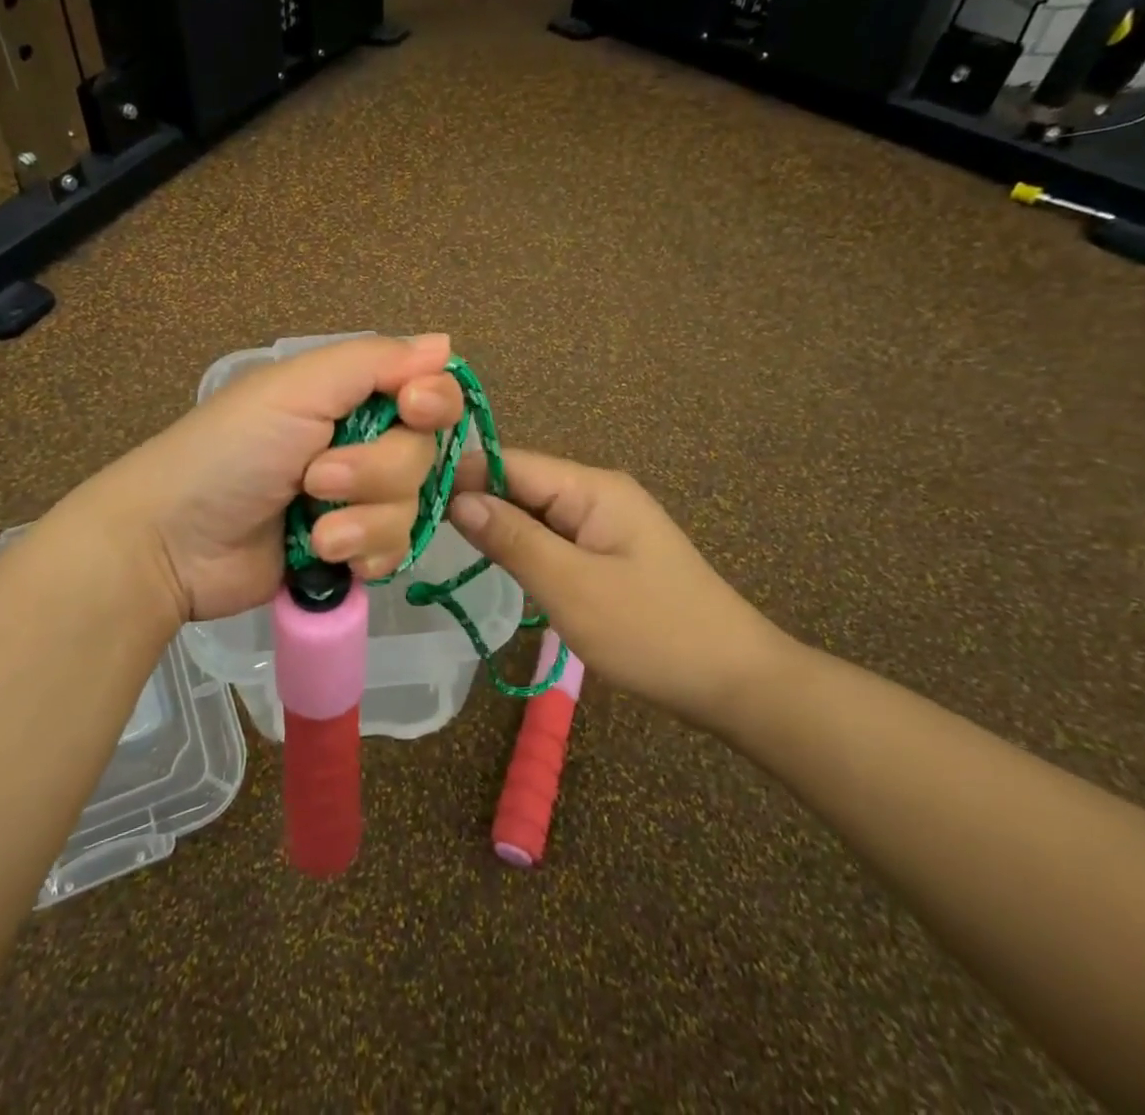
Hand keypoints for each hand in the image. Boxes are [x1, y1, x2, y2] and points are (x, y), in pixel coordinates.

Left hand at [83, 334, 466, 624]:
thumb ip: (372, 362)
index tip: (413, 409)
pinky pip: (395, 551)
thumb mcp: (295, 390)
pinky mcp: (348, 551)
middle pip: (421, 455)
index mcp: (347, 397)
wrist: (172, 542)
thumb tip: (445, 343)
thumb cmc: (230, 451)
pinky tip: (329, 558)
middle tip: (317, 480)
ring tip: (315, 532)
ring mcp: (355, 502)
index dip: (433, 402)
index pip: (426, 391)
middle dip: (376, 473)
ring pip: (411, 508)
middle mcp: (360, 443)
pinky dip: (367, 555)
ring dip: (365, 521)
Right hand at [449, 449, 792, 731]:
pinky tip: (493, 561)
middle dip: (474, 501)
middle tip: (416, 525)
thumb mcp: (572, 586)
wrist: (736, 682)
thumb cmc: (652, 632)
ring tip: (440, 541)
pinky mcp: (606, 552)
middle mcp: (596, 493)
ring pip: (533, 513)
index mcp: (592, 487)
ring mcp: (604, 523)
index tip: (409, 495)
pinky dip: (521, 547)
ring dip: (495, 526)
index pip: (511, 463)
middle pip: (521, 484)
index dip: (462, 475)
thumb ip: (512, 539)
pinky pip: (552, 537)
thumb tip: (458, 498)